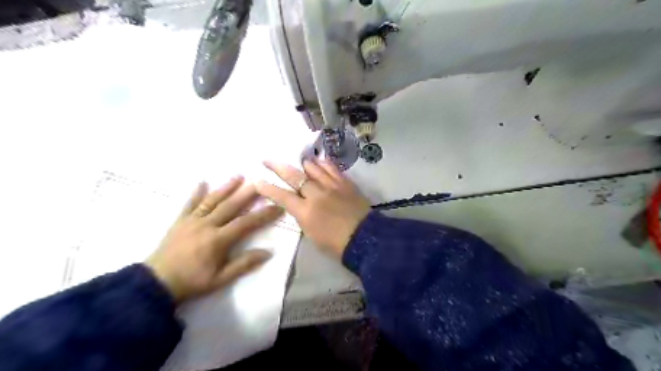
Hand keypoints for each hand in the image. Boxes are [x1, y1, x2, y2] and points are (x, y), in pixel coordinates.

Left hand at [145, 177, 282, 303]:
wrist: (156, 283)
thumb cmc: (192, 282)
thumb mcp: (221, 278)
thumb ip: (244, 264)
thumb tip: (268, 252)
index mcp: (218, 239)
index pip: (246, 223)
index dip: (263, 215)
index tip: (278, 207)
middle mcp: (206, 225)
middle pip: (230, 205)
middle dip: (247, 193)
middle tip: (260, 182)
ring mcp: (191, 221)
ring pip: (212, 200)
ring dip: (226, 187)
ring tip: (238, 176)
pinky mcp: (179, 221)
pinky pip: (189, 204)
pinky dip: (196, 192)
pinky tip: (202, 182)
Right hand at [254, 160, 370, 257]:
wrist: (364, 239)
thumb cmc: (336, 244)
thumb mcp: (312, 234)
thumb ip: (303, 216)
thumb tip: (299, 205)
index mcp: (306, 212)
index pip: (282, 196)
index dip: (268, 189)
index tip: (257, 181)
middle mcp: (316, 195)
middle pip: (295, 176)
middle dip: (278, 167)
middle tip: (267, 159)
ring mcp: (332, 186)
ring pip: (314, 168)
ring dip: (304, 164)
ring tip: (300, 161)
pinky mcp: (346, 183)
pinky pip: (333, 169)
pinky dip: (324, 164)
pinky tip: (320, 161)